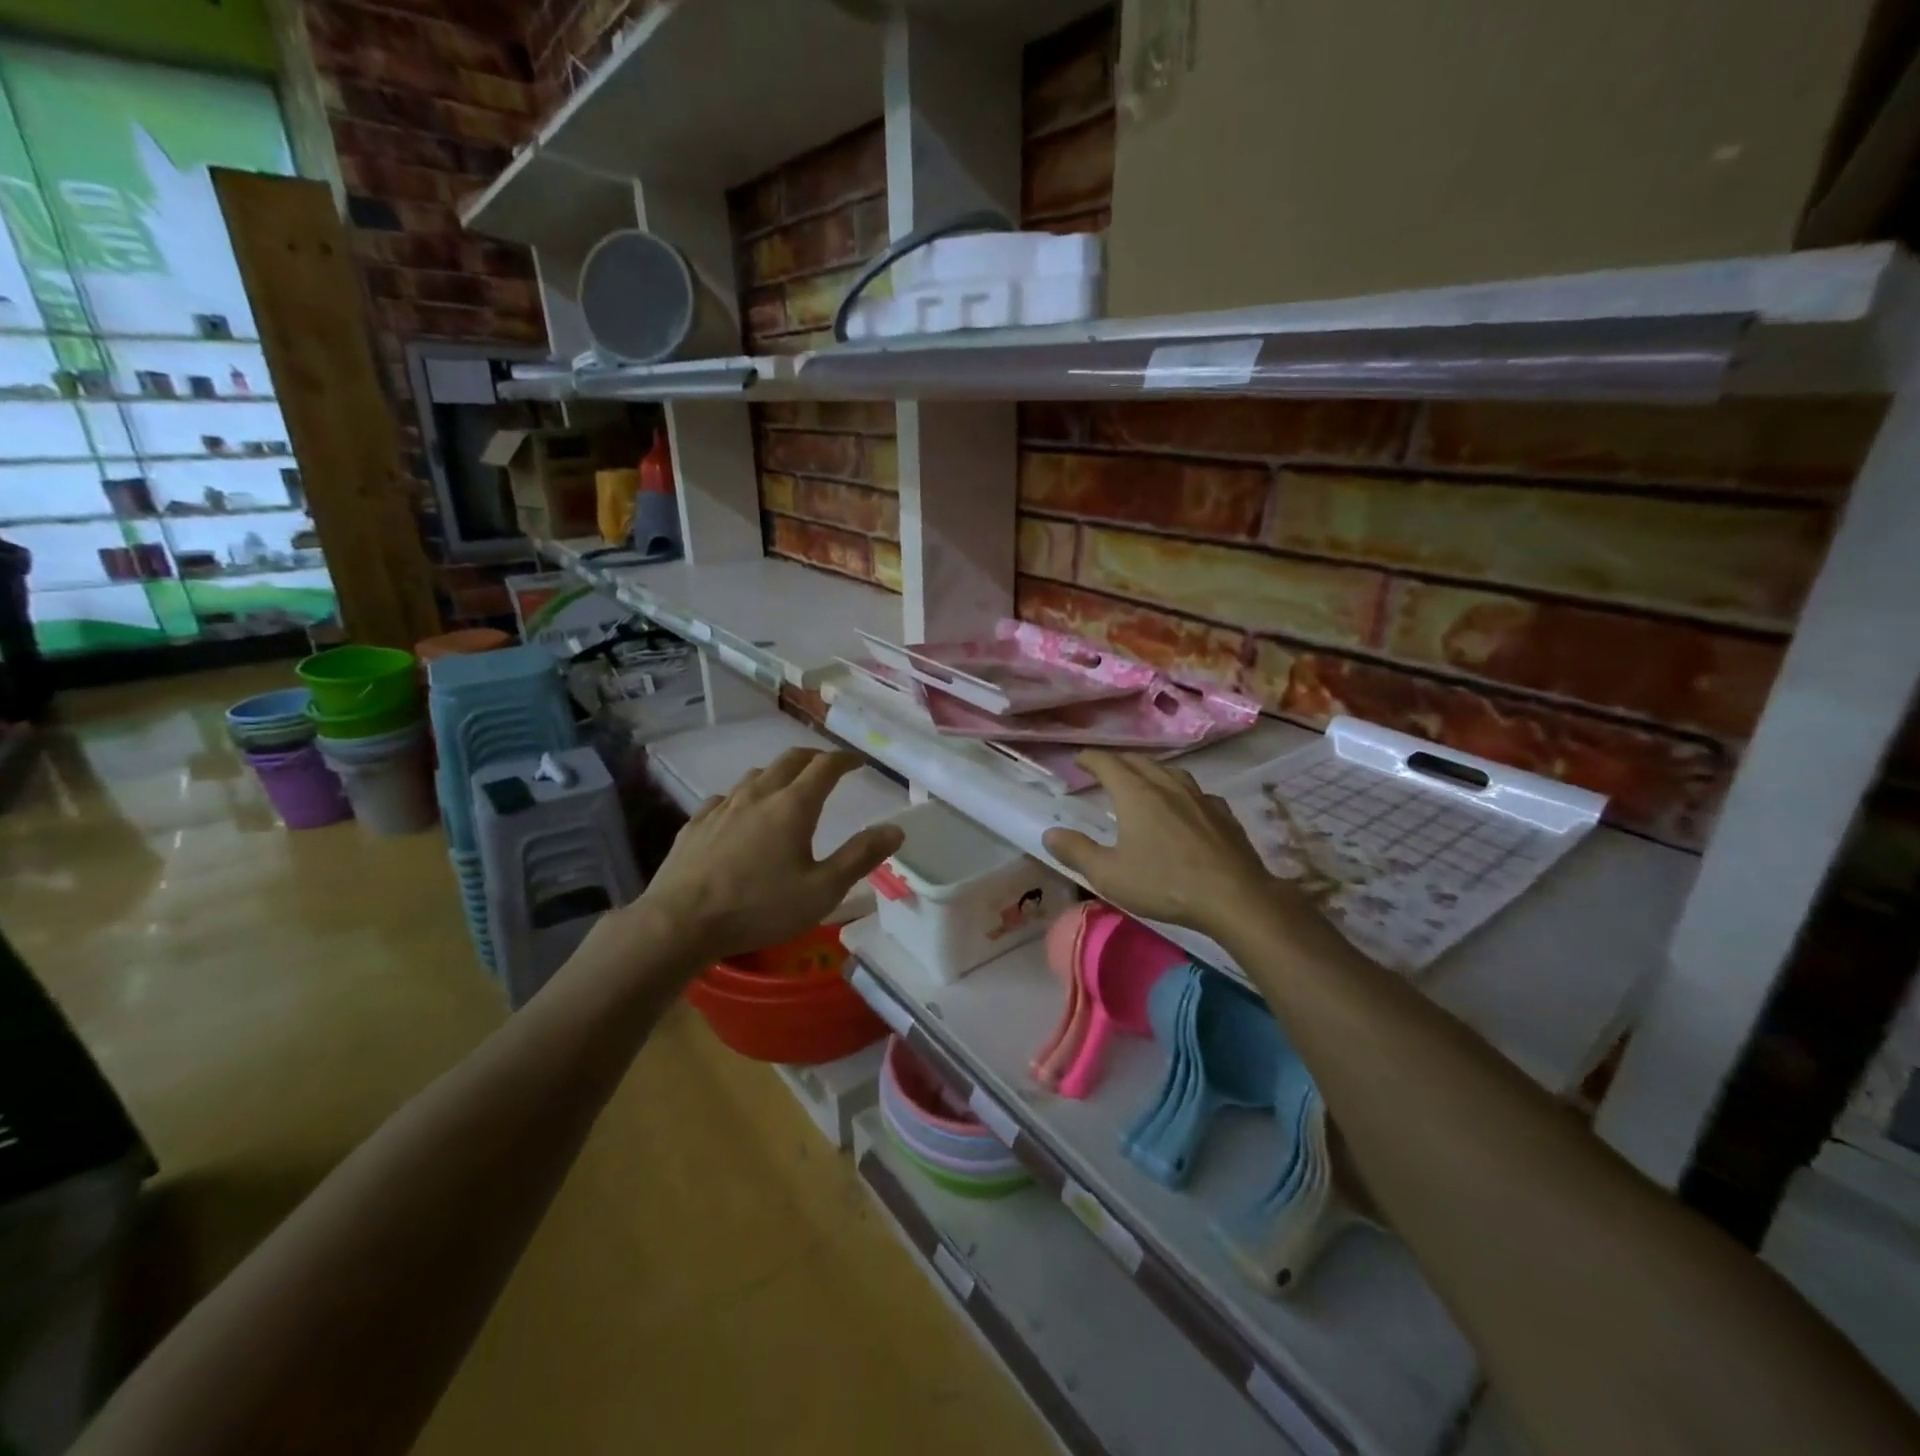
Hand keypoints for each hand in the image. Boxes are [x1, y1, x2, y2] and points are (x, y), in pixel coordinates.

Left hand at [632, 748, 903, 965]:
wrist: (679, 922)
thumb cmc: (759, 907)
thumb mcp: (822, 890)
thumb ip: (860, 857)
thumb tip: (895, 829)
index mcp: (793, 806)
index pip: (825, 767)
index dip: (845, 759)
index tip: (859, 761)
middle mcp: (758, 795)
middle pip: (789, 760)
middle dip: (814, 757)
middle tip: (828, 766)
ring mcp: (722, 807)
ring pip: (756, 775)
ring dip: (779, 773)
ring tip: (788, 786)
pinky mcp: (696, 824)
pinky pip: (725, 797)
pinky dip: (744, 796)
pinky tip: (740, 812)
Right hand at [1043, 752, 1276, 935]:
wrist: (1234, 897)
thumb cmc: (1164, 884)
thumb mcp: (1110, 875)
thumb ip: (1077, 851)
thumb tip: (1049, 834)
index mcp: (1135, 794)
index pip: (1107, 763)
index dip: (1090, 759)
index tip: (1078, 761)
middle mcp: (1167, 785)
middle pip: (1139, 761)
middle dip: (1118, 761)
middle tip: (1104, 770)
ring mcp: (1199, 797)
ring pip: (1170, 771)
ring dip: (1150, 771)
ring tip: (1142, 781)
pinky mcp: (1222, 813)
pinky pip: (1195, 792)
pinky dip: (1180, 791)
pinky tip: (1184, 805)